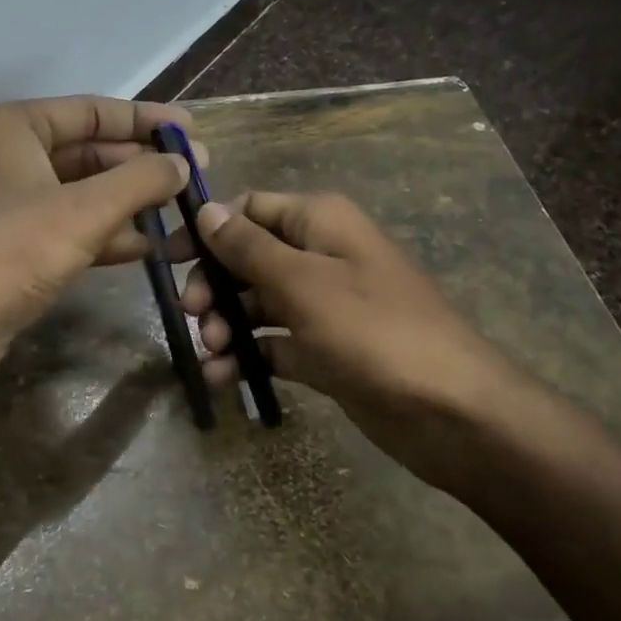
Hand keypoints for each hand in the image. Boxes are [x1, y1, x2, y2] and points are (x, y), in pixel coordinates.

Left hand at [0, 96, 196, 393]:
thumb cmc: (10, 251)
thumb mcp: (84, 210)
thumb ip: (140, 180)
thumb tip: (182, 163)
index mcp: (15, 127)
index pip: (93, 110)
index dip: (146, 120)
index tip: (192, 131)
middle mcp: (7, 157)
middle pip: (89, 151)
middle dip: (141, 166)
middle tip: (196, 176)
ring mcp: (7, 204)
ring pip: (81, 193)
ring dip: (129, 204)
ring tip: (182, 214)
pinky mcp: (10, 247)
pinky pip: (68, 228)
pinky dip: (106, 234)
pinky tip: (148, 247)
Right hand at [181, 192, 528, 486]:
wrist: (451, 412)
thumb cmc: (372, 331)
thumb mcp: (302, 283)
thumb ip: (248, 247)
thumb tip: (206, 209)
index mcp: (319, 222)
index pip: (250, 208)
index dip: (208, 229)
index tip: (169, 259)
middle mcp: (320, 255)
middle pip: (248, 258)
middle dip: (215, 285)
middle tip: (194, 315)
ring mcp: (324, 306)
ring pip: (258, 304)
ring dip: (227, 324)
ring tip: (212, 353)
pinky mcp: (326, 350)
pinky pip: (275, 344)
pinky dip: (248, 357)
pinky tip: (221, 378)